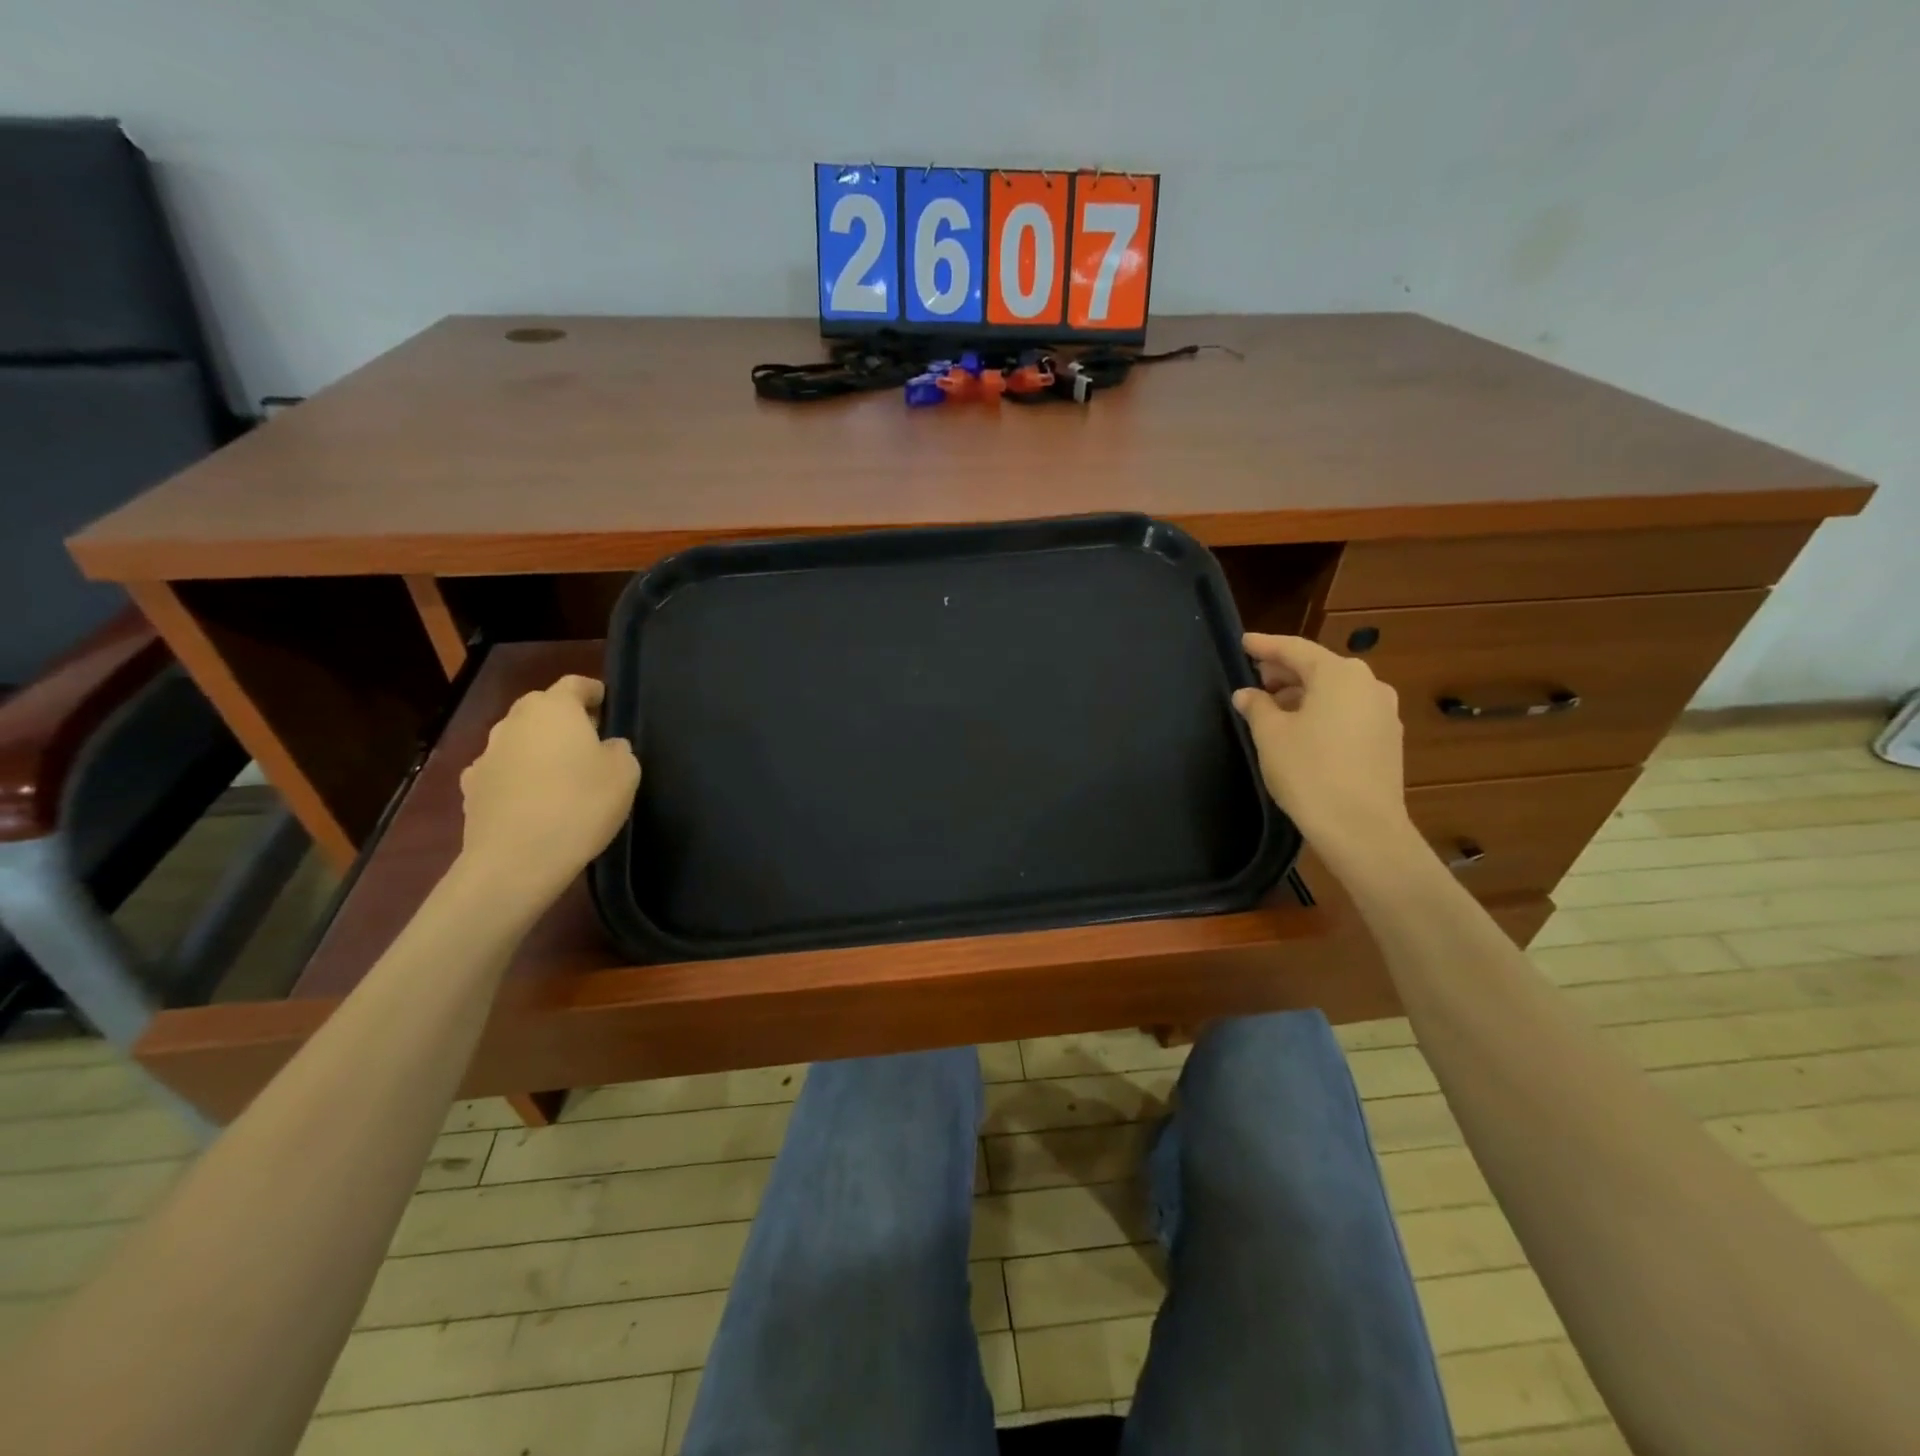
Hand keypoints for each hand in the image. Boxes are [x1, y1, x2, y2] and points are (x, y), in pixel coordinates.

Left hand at [455, 675, 640, 917]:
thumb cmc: (580, 805)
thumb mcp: (626, 774)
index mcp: (554, 708)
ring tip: (562, 777)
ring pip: (520, 740)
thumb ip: (619, 749)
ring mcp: (487, 754)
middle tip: (591, 744)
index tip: (610, 708)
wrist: (516, 860)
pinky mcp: (470, 788)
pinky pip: (502, 771)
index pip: (576, 684)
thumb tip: (607, 746)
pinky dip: (517, 778)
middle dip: (565, 720)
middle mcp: (515, 721)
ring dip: (539, 749)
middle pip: (543, 709)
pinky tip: (532, 802)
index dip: (595, 693)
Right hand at [1232, 634, 1414, 864]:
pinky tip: (1301, 729)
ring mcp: (1384, 712)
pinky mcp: (1388, 739)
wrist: (1361, 828)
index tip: (1243, 642)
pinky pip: (1349, 711)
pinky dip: (1322, 711)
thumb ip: (1257, 707)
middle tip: (1255, 678)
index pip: (1295, 649)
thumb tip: (1248, 694)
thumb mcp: (1271, 735)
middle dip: (1285, 671)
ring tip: (1274, 707)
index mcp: (1339, 674)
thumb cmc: (1309, 772)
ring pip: (1335, 691)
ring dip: (1303, 693)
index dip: (1265, 645)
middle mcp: (1369, 684)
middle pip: (1319, 667)